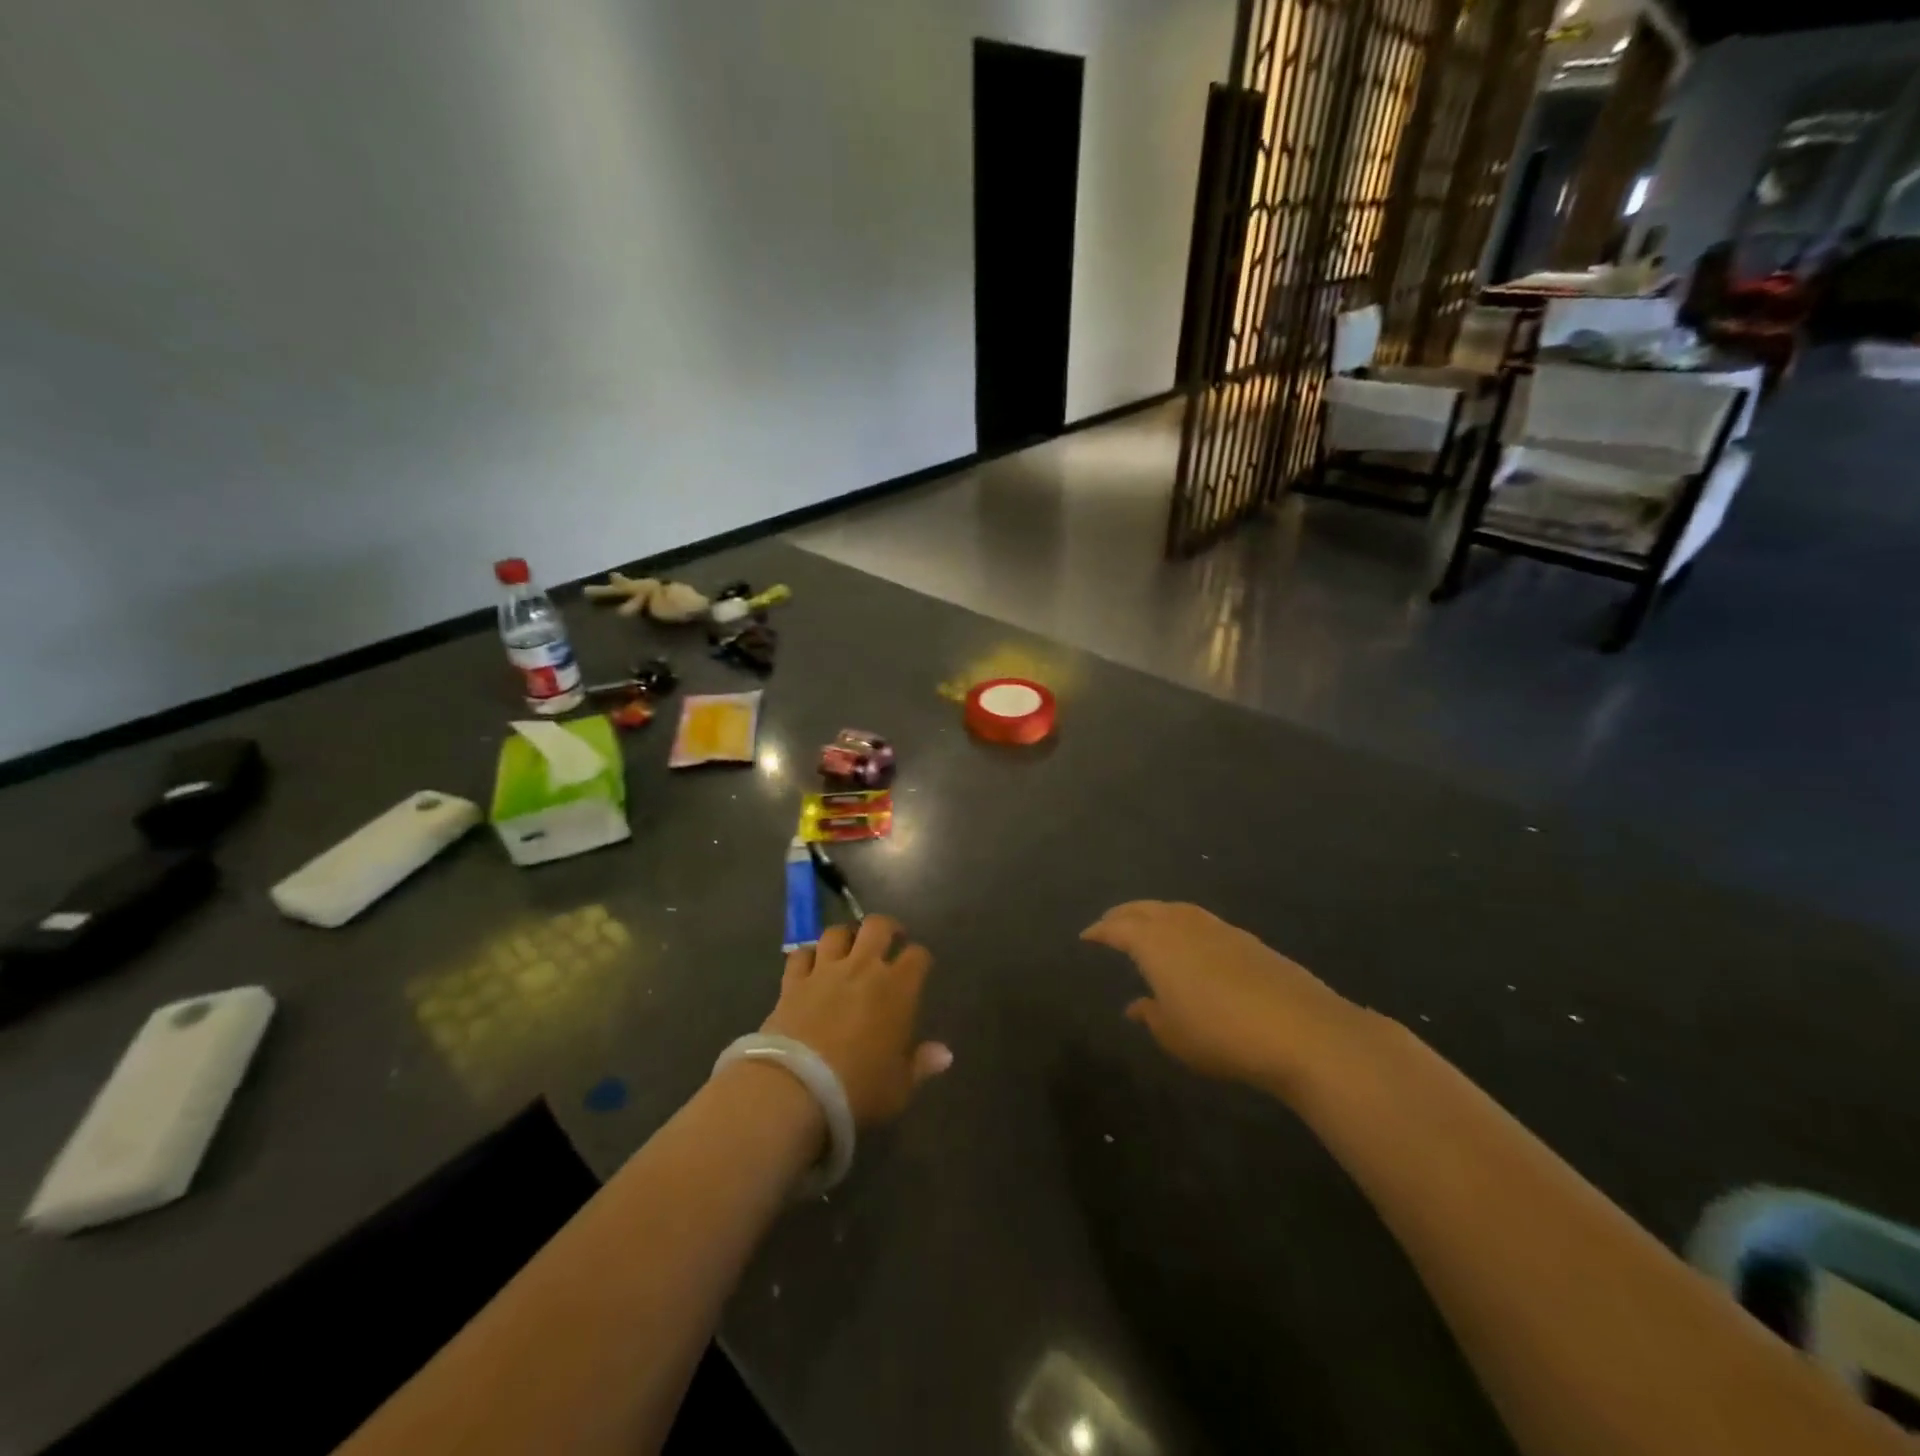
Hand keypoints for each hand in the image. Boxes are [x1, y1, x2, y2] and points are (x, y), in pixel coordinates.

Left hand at [763, 916, 951, 1124]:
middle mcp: (863, 968)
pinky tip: (810, 965)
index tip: (919, 968)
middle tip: (889, 941)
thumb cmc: (858, 1088)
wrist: (795, 1089)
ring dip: (846, 936)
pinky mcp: (792, 982)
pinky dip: (808, 956)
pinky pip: (801, 955)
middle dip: (887, 928)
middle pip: (878, 926)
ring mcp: (824, 971)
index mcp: (897, 988)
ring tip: (849, 948)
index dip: (920, 959)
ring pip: (837, 933)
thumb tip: (944, 1054)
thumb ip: (922, 1064)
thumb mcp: (899, 1087)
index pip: (918, 956)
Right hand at [1082, 901, 1371, 1096]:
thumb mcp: (1174, 1035)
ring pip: (1176, 909)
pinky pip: (1201, 920)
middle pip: (1145, 909)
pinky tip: (1189, 943)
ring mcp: (1217, 928)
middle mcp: (1182, 925)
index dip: (1100, 931)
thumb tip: (1137, 1005)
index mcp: (1155, 943)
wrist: (1300, 1029)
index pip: (1118, 928)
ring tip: (1147, 926)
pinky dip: (1183, 924)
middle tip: (1109, 923)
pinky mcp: (1247, 939)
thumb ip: (1151, 1015)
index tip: (1086, 936)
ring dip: (1155, 914)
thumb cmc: (1221, 1034)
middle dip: (1123, 914)